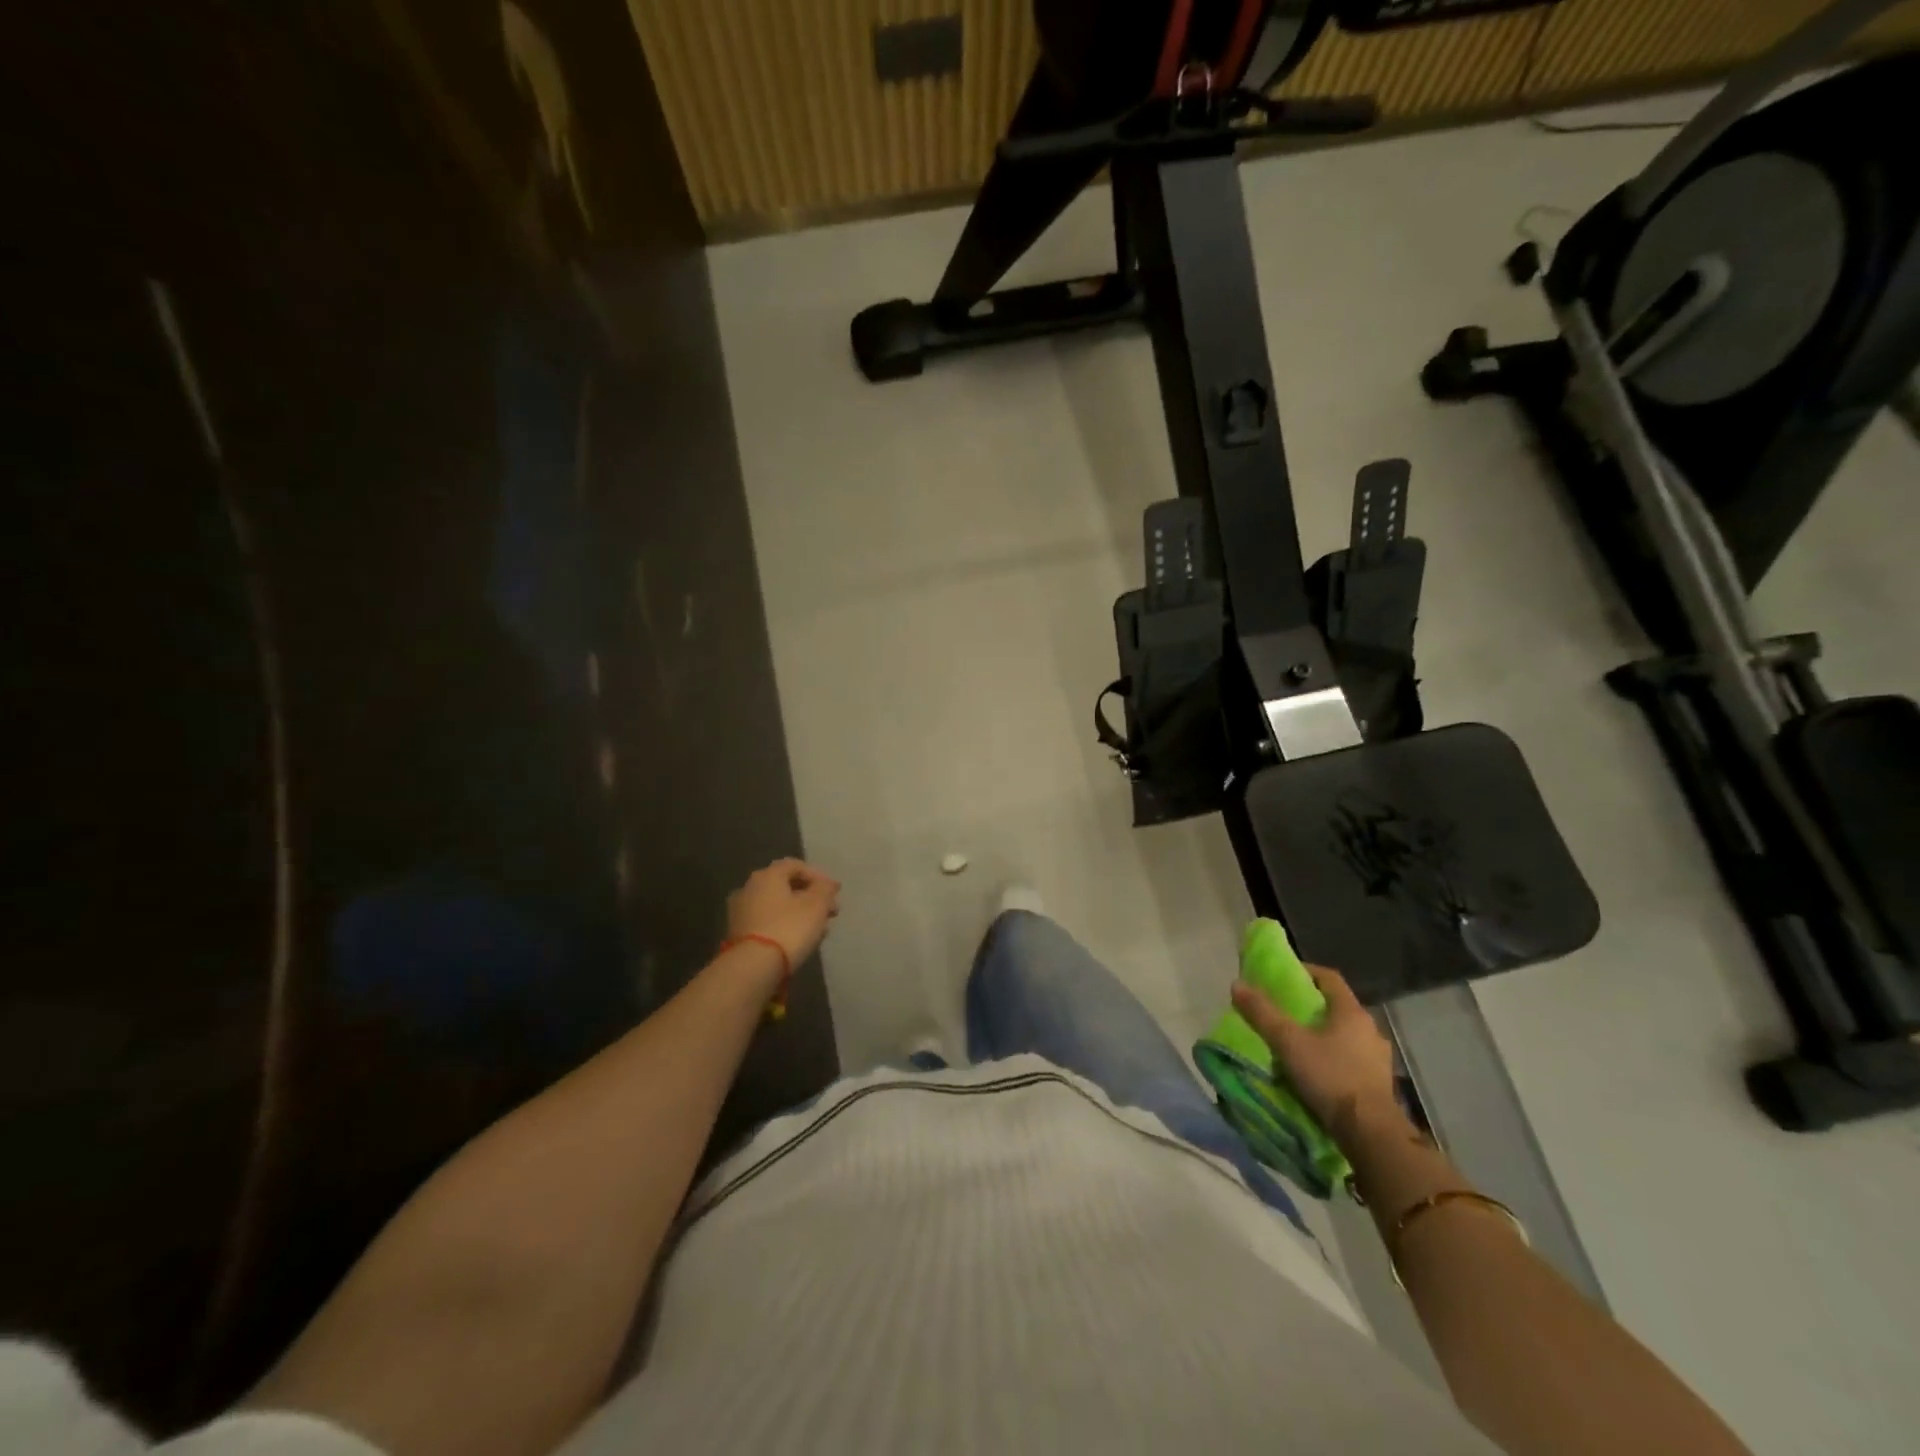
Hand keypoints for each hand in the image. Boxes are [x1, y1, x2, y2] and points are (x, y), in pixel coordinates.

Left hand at [726, 858, 840, 969]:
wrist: (753, 967)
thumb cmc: (789, 928)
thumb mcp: (817, 906)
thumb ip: (825, 890)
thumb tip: (828, 884)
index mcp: (767, 875)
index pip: (796, 865)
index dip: (818, 876)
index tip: (834, 892)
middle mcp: (749, 888)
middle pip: (785, 886)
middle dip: (810, 897)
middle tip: (830, 911)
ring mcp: (740, 912)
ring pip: (777, 906)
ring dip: (799, 913)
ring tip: (819, 929)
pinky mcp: (738, 934)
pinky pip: (767, 922)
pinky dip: (784, 925)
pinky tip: (800, 940)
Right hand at [1231, 964, 1400, 1145]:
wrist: (1370, 1133)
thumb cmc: (1330, 1076)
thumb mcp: (1288, 1042)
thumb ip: (1262, 1013)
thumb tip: (1237, 984)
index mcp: (1352, 1012)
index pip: (1329, 977)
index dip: (1305, 972)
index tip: (1282, 976)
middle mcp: (1370, 1029)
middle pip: (1336, 1006)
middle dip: (1310, 1006)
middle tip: (1283, 1011)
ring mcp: (1378, 1058)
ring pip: (1344, 1034)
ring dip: (1322, 1034)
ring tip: (1297, 1043)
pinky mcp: (1378, 1083)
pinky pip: (1351, 1058)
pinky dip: (1332, 1057)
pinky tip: (1316, 1070)